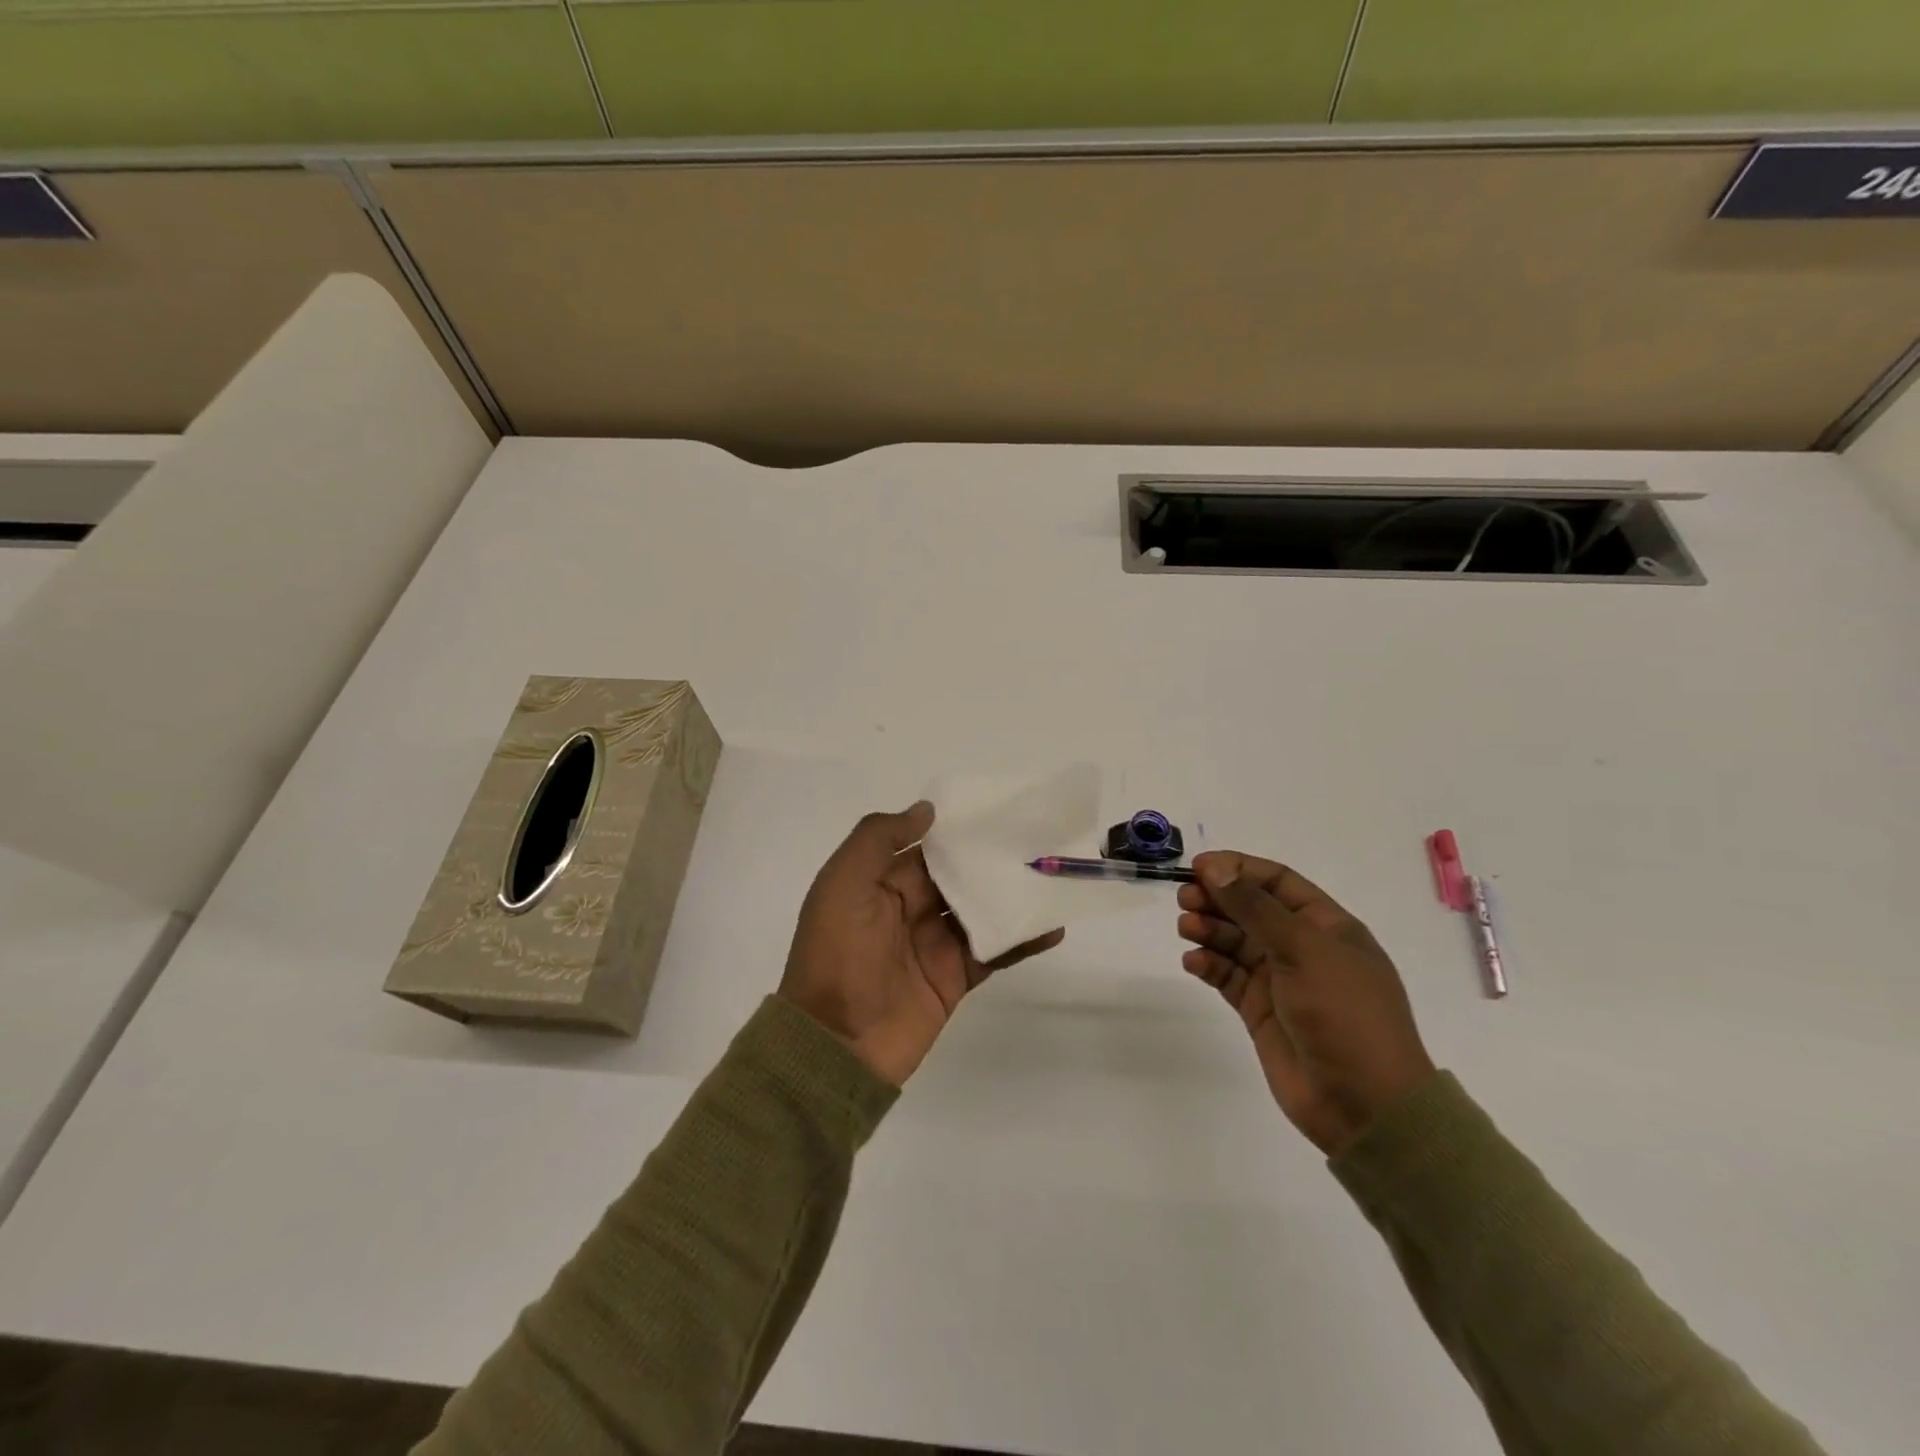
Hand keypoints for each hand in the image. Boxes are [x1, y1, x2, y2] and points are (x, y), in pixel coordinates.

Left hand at [779, 801, 1064, 1085]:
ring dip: (1012, 894)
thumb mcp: (842, 884)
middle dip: (991, 858)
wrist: (835, 1045)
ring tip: (1054, 872)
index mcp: (879, 882)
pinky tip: (1053, 925)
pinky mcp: (955, 977)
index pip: (926, 847)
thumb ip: (878, 839)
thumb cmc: (836, 954)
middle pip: (958, 875)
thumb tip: (927, 810)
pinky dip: (1022, 939)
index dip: (958, 829)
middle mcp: (908, 908)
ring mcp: (934, 943)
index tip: (999, 808)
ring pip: (980, 909)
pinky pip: (993, 951)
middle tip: (1039, 836)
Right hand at [1177, 851, 1435, 1154]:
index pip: (1277, 882)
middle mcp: (1302, 948)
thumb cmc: (1345, 1014)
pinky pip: (1227, 976)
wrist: (1364, 1104)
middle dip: (1217, 899)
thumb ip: (1255, 907)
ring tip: (1186, 929)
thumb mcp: (1303, 950)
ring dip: (1209, 930)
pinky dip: (1208, 965)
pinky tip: (1193, 962)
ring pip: (1235, 941)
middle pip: (1250, 909)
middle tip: (1185, 899)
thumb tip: (1215, 867)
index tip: (1199, 867)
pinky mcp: (1259, 1010)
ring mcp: (1279, 980)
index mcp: (1327, 926)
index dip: (1238, 869)